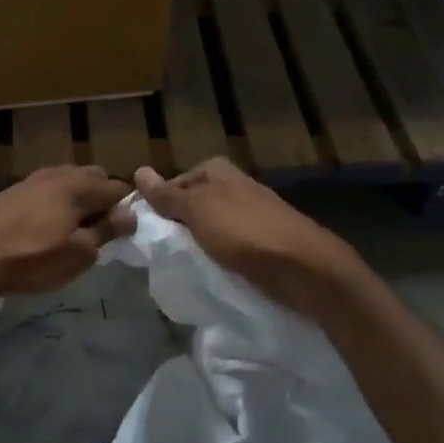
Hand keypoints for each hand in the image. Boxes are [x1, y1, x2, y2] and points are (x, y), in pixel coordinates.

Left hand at [0, 165, 135, 300]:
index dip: (125, 209)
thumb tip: (130, 214)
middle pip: (94, 177)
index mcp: (79, 186)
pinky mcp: (13, 190)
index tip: (118, 233)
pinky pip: (47, 189)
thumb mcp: (78, 254)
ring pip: (68, 181)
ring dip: (77, 199)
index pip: (118, 187)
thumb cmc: (32, 259)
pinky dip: (55, 202)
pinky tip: (45, 225)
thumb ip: (106, 231)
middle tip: (96, 231)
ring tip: (70, 230)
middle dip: (102, 199)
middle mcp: (58, 174)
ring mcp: (33, 179)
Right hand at [135, 159, 360, 317]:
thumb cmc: (245, 232)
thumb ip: (168, 195)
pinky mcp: (266, 242)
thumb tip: (139, 171)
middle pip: (195, 203)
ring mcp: (254, 215)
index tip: (147, 228)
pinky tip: (213, 271)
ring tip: (184, 263)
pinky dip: (220, 256)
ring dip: (199, 243)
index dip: (160, 202)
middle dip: (179, 224)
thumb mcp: (197, 210)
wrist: (304, 268)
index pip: (177, 182)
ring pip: (213, 226)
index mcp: (220, 172)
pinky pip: (231, 246)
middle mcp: (238, 187)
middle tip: (163, 249)